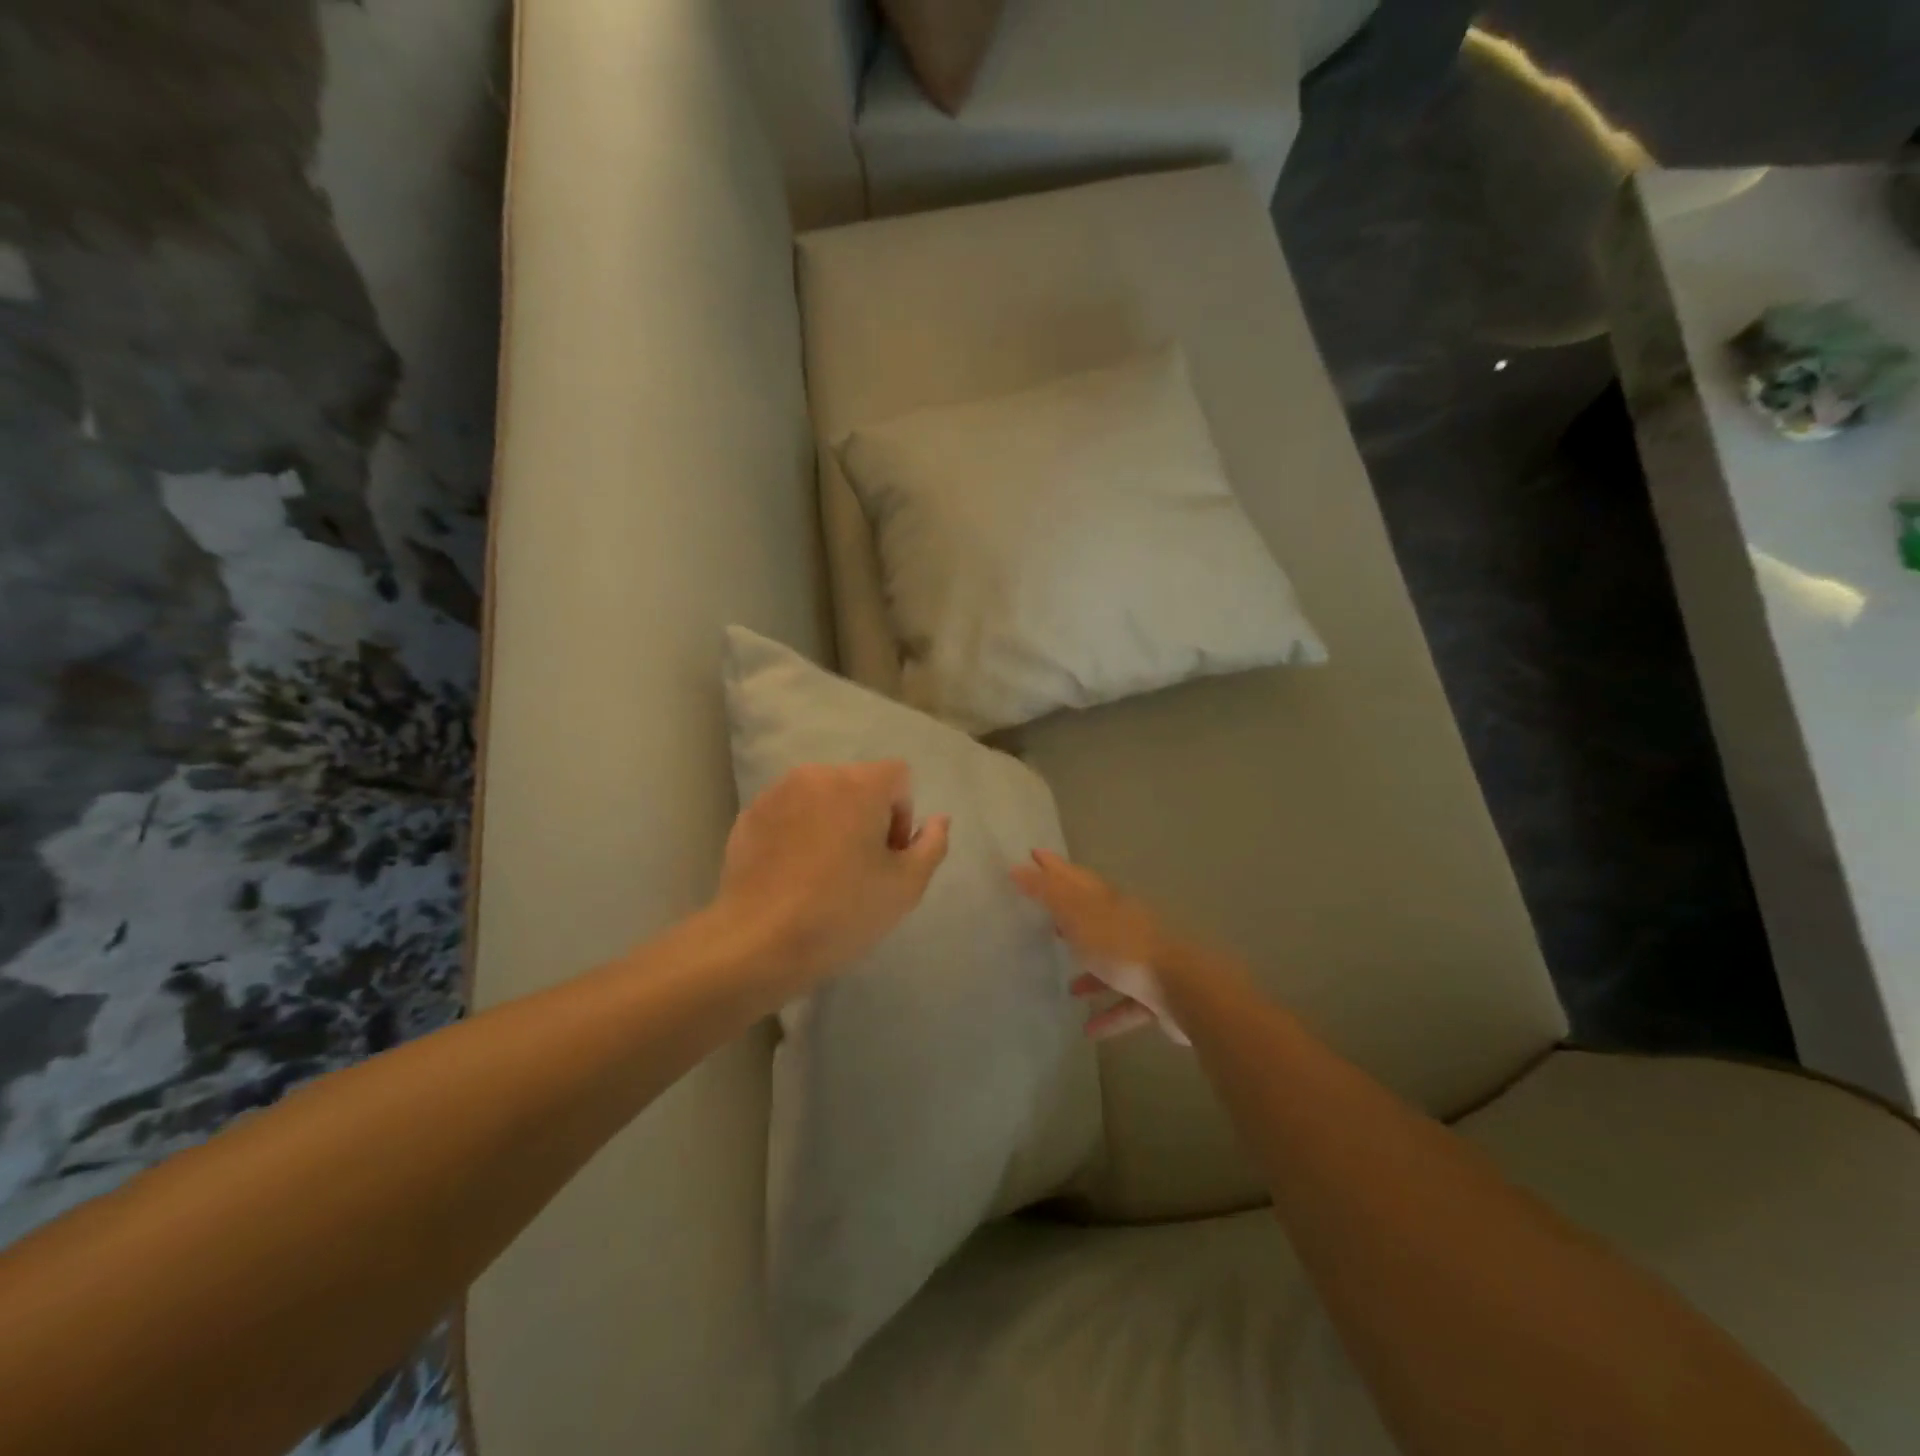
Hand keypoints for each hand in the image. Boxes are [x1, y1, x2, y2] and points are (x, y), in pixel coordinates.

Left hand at [715, 760, 950, 993]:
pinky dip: (798, 832)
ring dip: (831, 822)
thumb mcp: (906, 886)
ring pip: (821, 797)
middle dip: (867, 817)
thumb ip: (931, 845)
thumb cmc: (842, 912)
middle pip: (858, 784)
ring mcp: (777, 793)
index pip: (898, 776)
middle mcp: (817, 775)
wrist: (758, 942)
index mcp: (859, 784)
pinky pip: (788, 813)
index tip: (888, 856)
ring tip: (823, 872)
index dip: (902, 814)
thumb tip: (939, 820)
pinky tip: (792, 875)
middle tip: (860, 868)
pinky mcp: (749, 816)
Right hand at [1010, 850, 1188, 1043]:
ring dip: (1091, 974)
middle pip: (1095, 918)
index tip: (1034, 855)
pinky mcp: (1157, 995)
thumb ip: (1049, 894)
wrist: (1184, 988)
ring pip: (1112, 964)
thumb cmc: (1124, 947)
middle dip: (1071, 918)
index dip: (1054, 868)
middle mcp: (1128, 927)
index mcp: (1110, 903)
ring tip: (1068, 987)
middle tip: (1046, 918)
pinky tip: (1089, 1029)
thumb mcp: (1079, 915)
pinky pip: (1127, 1004)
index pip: (1076, 879)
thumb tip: (1019, 867)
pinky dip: (1109, 1014)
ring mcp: (1145, 961)